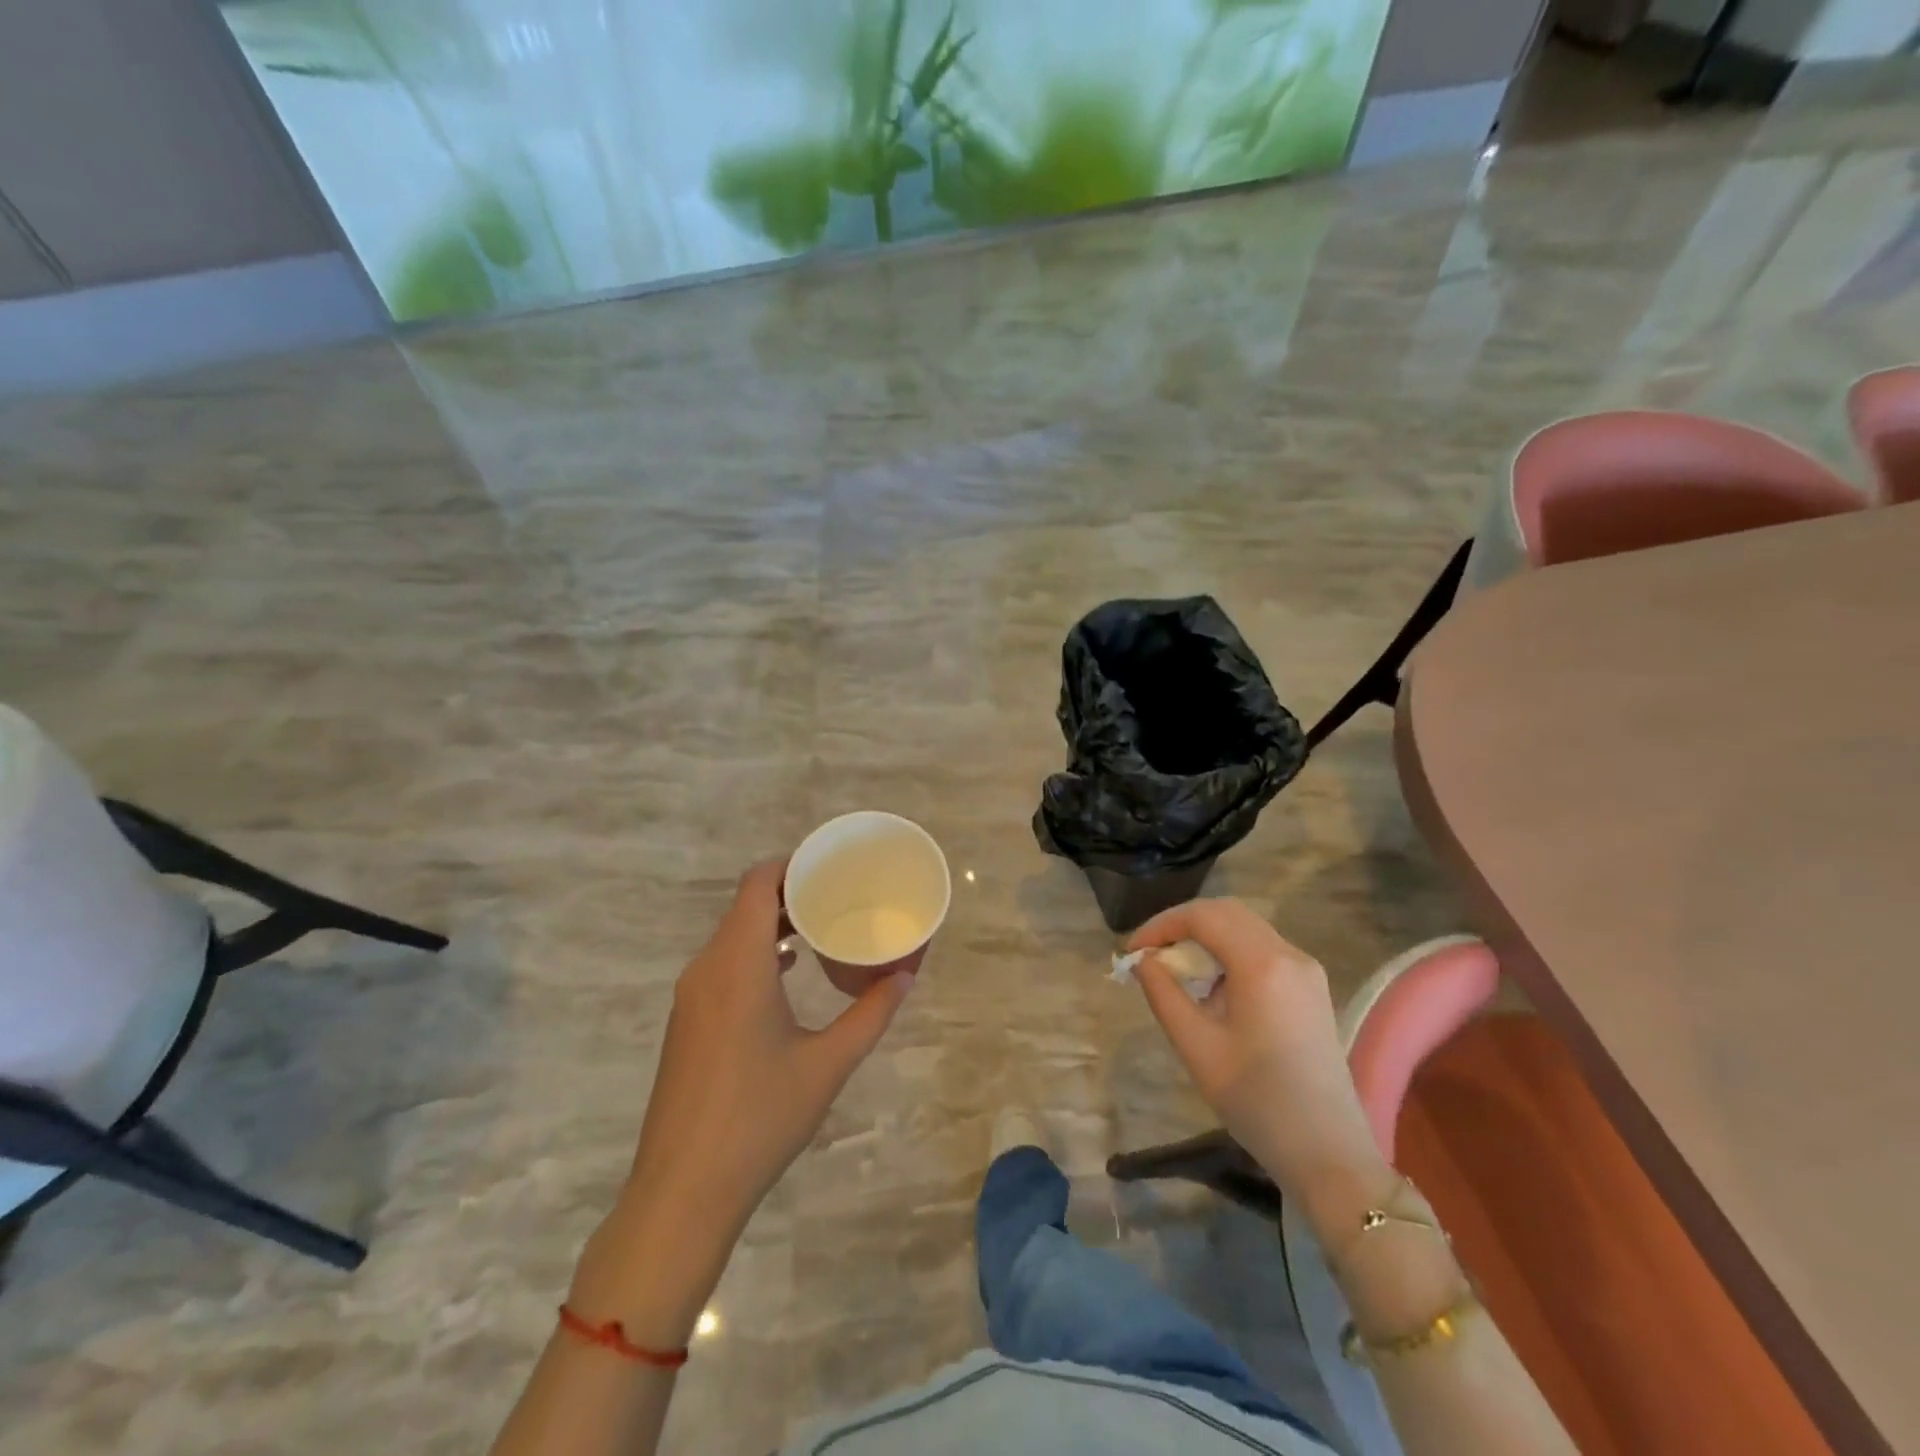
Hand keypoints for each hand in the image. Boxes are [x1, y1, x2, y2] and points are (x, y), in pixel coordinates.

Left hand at [569, 861, 912, 1344]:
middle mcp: (707, 968)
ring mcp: (691, 996)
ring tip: (820, 926)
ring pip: (732, 935)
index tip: (830, 865)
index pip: (757, 884)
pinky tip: (788, 971)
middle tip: (838, 893)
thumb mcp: (827, 1064)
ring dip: (772, 923)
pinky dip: (755, 952)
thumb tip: (906, 976)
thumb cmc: (759, 1118)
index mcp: (738, 964)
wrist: (682, 1190)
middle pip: (745, 905)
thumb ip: (871, 1014)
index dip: (790, 865)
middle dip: (790, 892)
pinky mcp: (687, 1021)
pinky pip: (722, 963)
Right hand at [1129, 899, 1392, 1221]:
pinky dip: (1228, 953)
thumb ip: (1164, 993)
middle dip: (1182, 924)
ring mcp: (1306, 970)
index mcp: (1262, 964)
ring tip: (1174, 970)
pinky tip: (1211, 988)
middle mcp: (1289, 954)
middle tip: (1150, 954)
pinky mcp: (1311, 988)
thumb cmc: (1257, 1101)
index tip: (1131, 953)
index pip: (1202, 917)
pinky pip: (1262, 950)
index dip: (1160, 925)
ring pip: (1246, 928)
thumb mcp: (1196, 1046)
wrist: (1329, 1155)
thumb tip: (1143, 961)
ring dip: (1206, 937)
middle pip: (1227, 912)